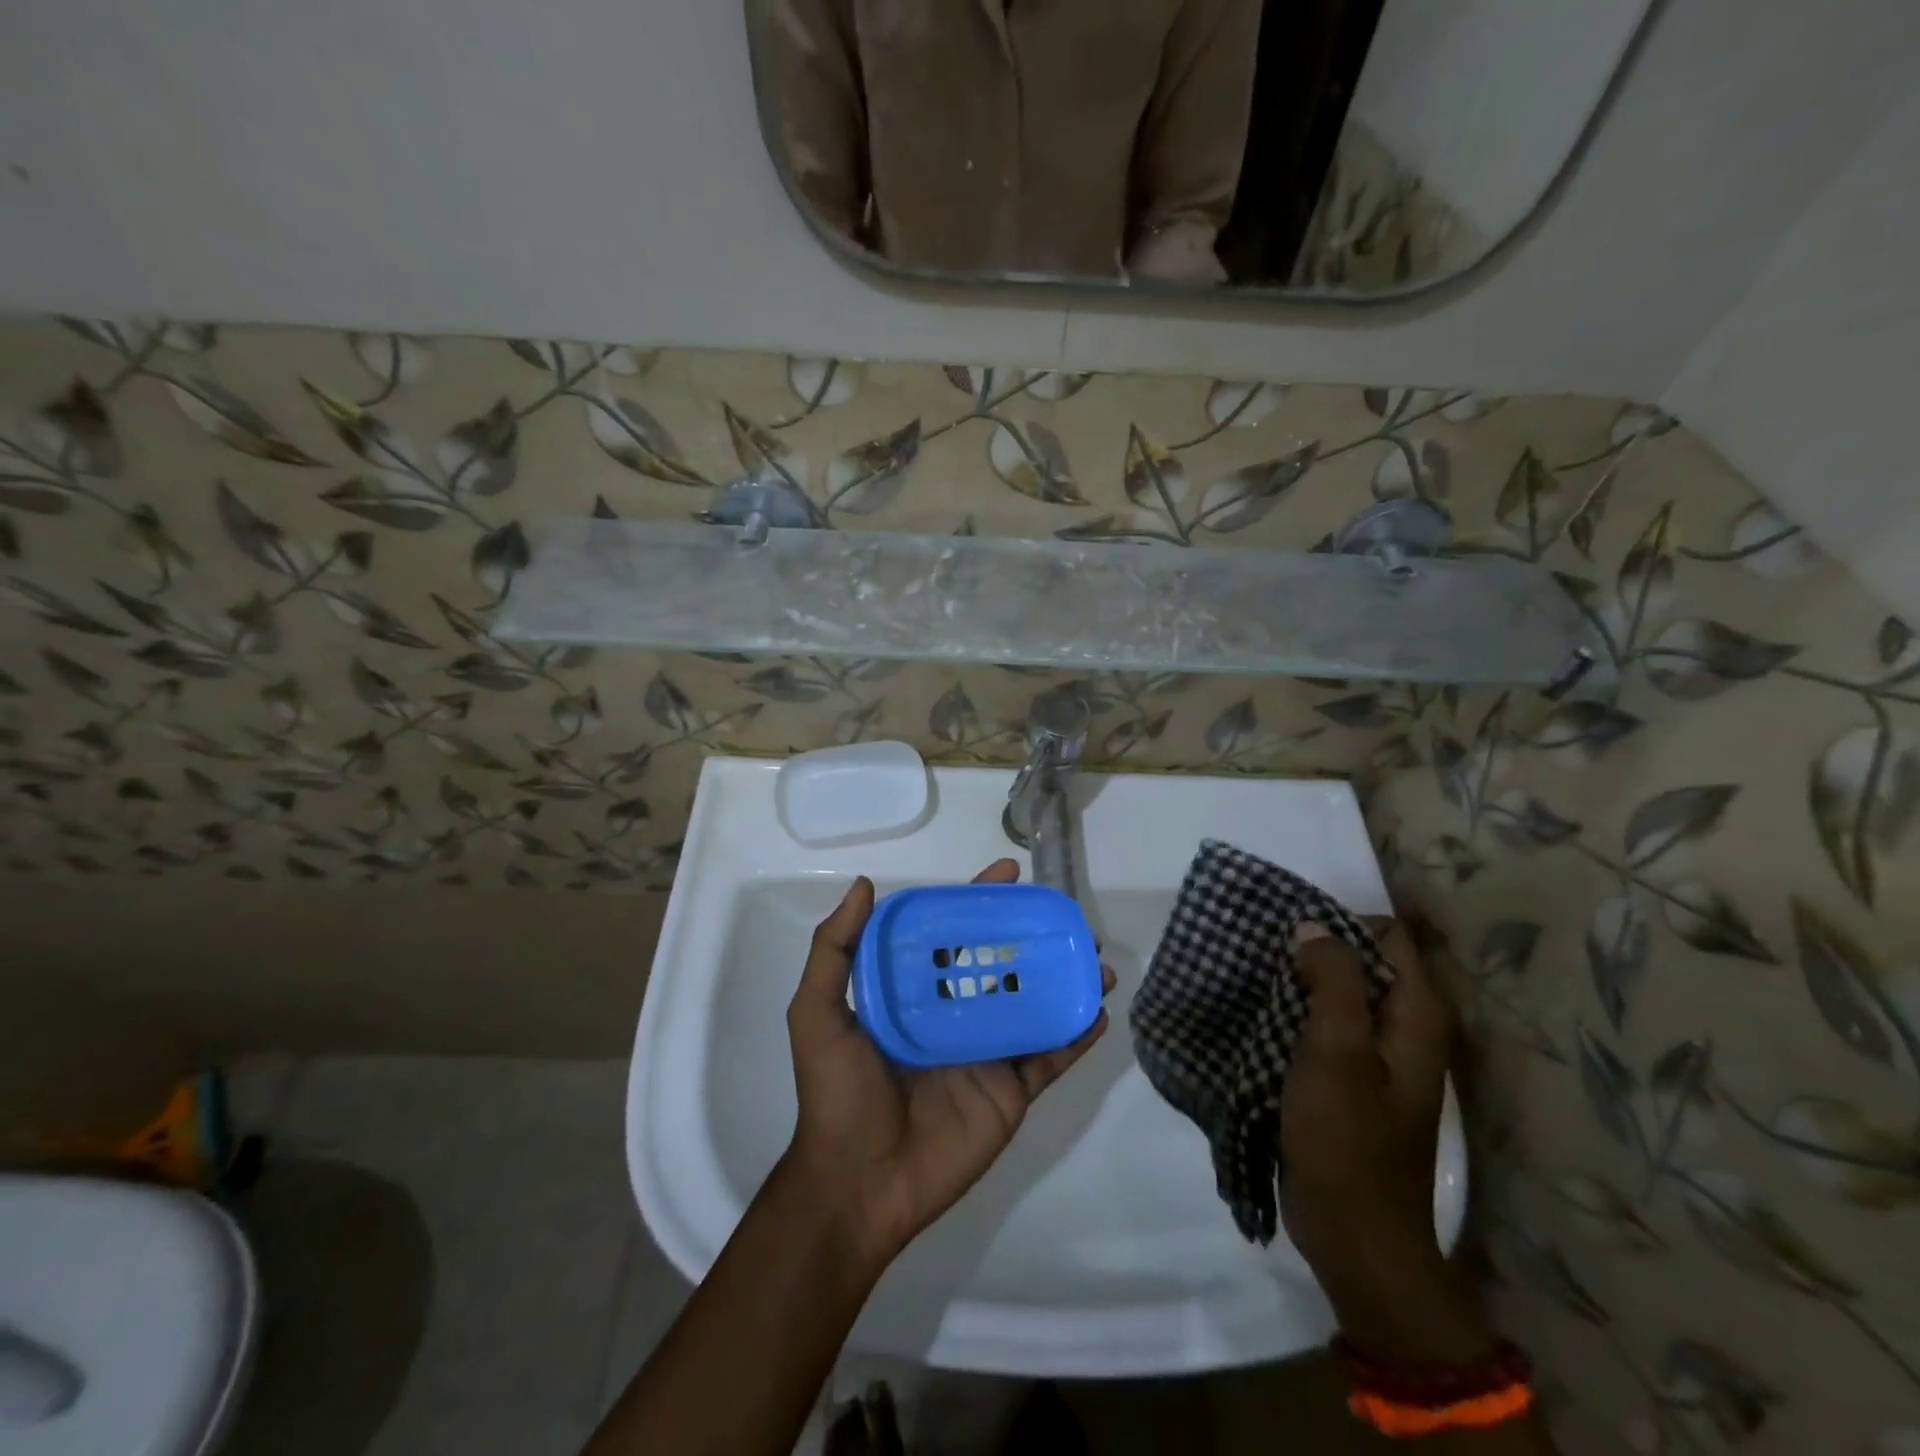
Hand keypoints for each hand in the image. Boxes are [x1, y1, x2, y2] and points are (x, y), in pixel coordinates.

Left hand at [781, 859, 1113, 1266]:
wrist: (858, 1183)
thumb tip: (865, 885)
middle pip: (1002, 964)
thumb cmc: (837, 1093)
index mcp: (914, 994)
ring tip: (1095, 957)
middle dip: (1035, 937)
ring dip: (1066, 981)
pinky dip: (1076, 1035)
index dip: (980, 901)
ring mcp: (987, 1054)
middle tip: (1069, 916)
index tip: (1010, 873)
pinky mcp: (1010, 1092)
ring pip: (1034, 1005)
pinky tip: (1098, 1011)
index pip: (953, 935)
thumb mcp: (817, 1014)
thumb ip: (835, 950)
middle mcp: (955, 1015)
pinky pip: (1049, 1057)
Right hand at [1282, 920, 1490, 1363]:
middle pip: (1365, 962)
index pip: (1389, 936)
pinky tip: (1262, 1011)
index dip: (1343, 923)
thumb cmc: (1347, 1138)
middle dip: (1317, 948)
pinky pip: (1327, 1026)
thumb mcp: (1337, 1050)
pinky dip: (1299, 1012)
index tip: (1292, 930)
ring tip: (1255, 971)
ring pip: (1342, 994)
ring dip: (1303, 980)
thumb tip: (1313, 925)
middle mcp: (1406, 1029)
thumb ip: (1332, 980)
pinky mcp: (1351, 1080)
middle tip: (1265, 947)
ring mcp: (1379, 1057)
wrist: (1354, 1234)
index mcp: (1417, 1016)